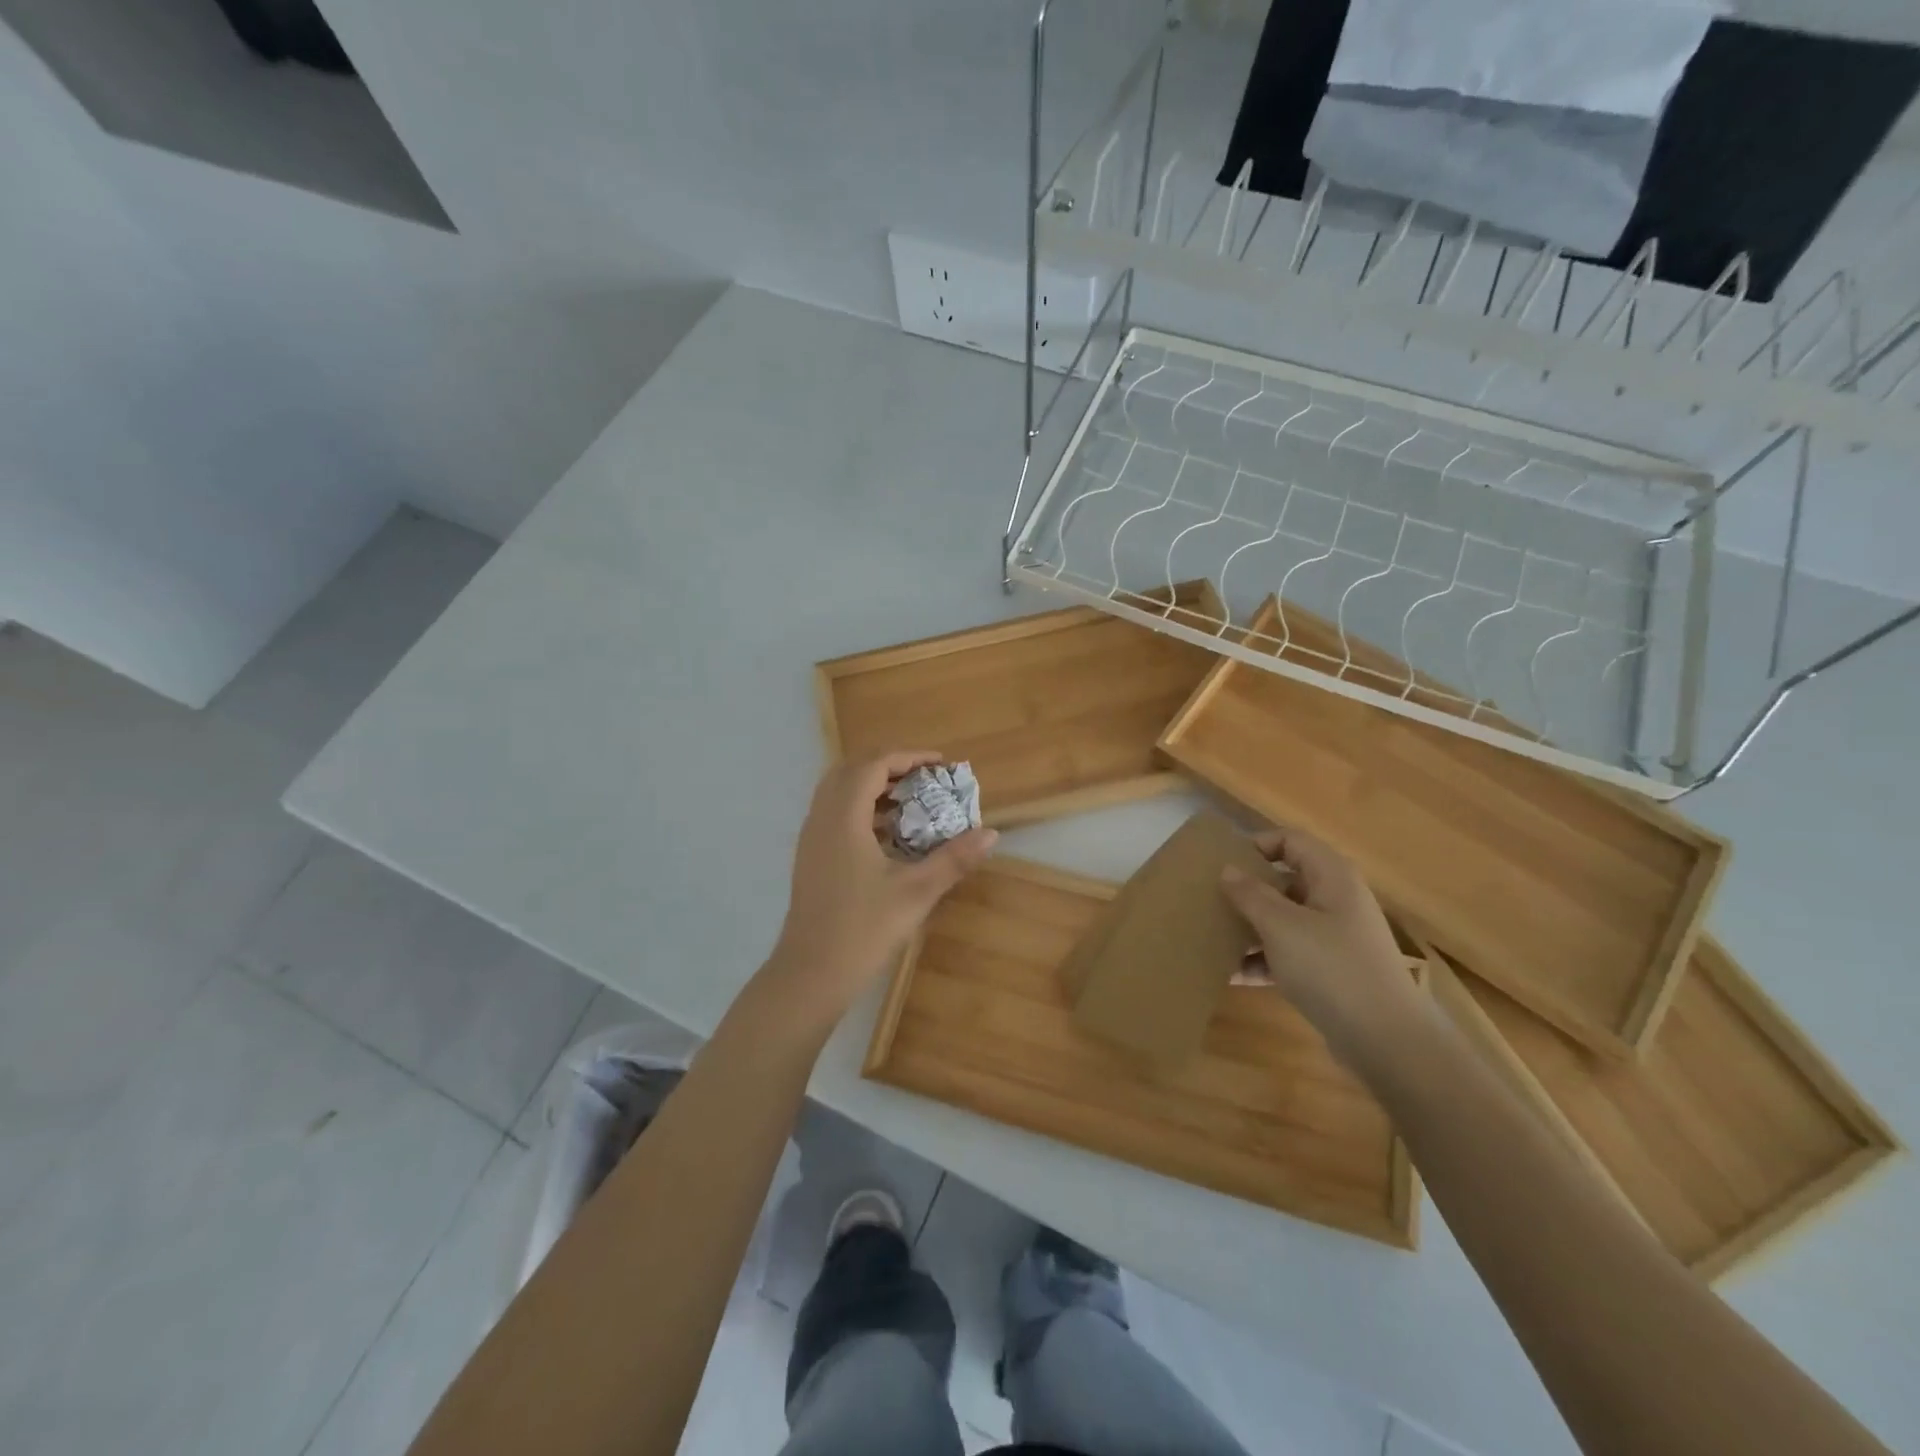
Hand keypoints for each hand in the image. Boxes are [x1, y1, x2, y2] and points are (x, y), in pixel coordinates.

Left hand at [766, 751, 997, 1016]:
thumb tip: (991, 834)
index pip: (874, 765)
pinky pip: (835, 812)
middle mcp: (822, 818)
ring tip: (912, 801)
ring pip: (840, 791)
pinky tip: (889, 835)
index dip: (909, 757)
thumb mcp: (916, 892)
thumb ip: (954, 859)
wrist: (811, 973)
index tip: (940, 764)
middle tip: (925, 778)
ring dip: (874, 786)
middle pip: (852, 769)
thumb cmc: (864, 929)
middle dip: (890, 765)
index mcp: (844, 817)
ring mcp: (811, 837)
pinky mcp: (811, 856)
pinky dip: (862, 807)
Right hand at [1220, 826, 1425, 1070]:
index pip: (1290, 841)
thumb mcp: (1281, 926)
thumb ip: (1250, 894)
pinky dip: (1264, 959)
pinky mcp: (1331, 971)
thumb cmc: (1332, 968)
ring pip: (1284, 919)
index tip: (1221, 863)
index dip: (1256, 845)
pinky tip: (1232, 974)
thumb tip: (1228, 870)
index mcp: (1331, 877)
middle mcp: (1336, 900)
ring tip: (1212, 937)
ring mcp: (1336, 938)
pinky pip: (1289, 953)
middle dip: (1247, 890)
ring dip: (1250, 927)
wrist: (1387, 1041)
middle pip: (1284, 881)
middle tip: (1209, 899)